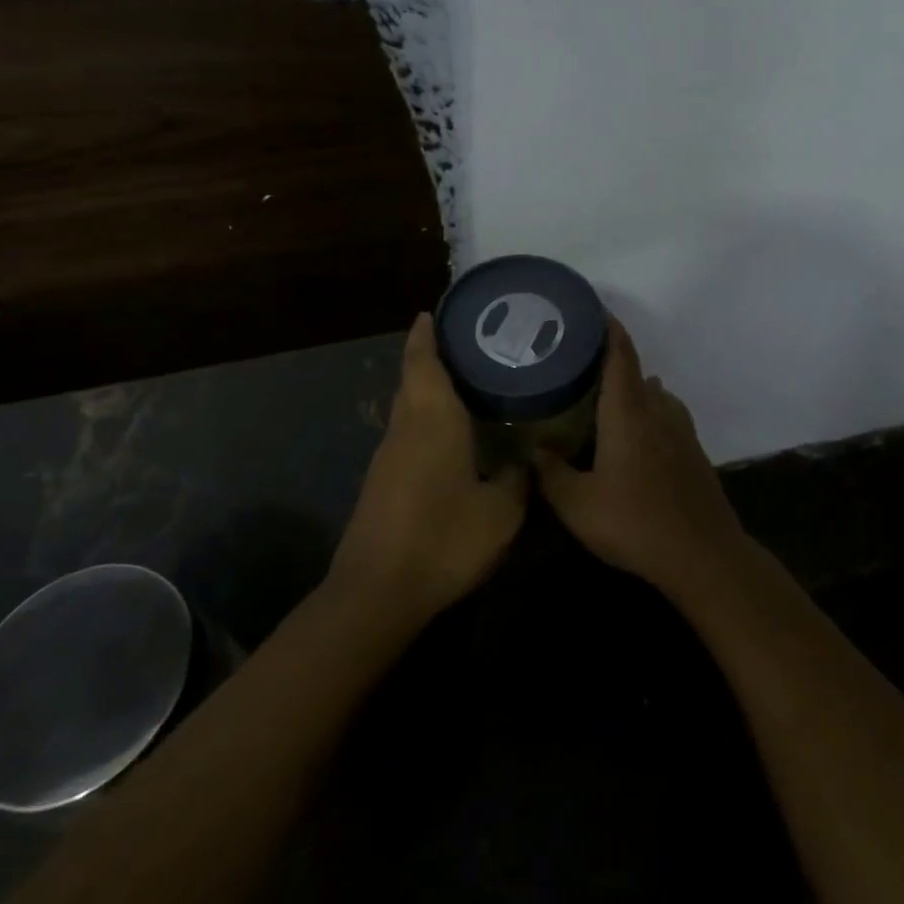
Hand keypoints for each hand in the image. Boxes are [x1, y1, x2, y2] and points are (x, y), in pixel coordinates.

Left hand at [328, 314, 528, 622]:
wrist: (377, 592)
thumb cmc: (442, 539)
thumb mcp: (500, 513)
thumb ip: (518, 481)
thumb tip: (527, 461)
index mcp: (432, 420)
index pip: (422, 362)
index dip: (426, 334)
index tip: (435, 311)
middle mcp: (405, 427)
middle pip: (411, 378)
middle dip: (429, 355)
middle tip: (467, 343)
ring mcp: (388, 455)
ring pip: (407, 405)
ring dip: (427, 386)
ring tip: (466, 381)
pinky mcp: (382, 481)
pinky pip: (407, 431)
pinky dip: (425, 417)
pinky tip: (451, 433)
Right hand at [535, 319, 752, 598]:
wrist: (703, 555)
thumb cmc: (635, 522)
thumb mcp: (578, 505)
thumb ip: (550, 473)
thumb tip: (531, 448)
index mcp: (629, 411)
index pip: (621, 354)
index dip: (608, 328)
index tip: (592, 309)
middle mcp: (658, 410)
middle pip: (636, 372)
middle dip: (611, 362)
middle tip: (580, 365)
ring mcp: (682, 430)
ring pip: (655, 395)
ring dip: (633, 390)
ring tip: (604, 400)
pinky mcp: (694, 452)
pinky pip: (667, 416)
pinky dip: (649, 413)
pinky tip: (635, 436)